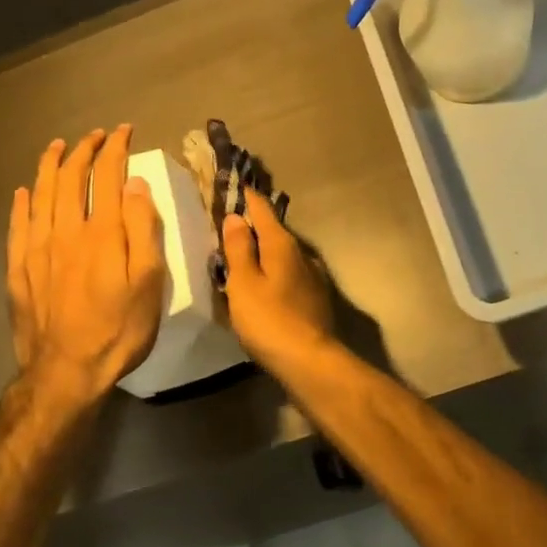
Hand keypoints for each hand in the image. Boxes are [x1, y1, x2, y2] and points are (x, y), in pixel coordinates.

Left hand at [7, 125, 164, 407]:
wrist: (66, 372)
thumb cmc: (119, 328)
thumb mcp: (149, 281)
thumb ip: (142, 229)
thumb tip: (134, 184)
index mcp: (101, 232)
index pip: (107, 176)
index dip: (115, 149)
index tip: (123, 132)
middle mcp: (65, 231)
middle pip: (70, 179)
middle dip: (83, 151)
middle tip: (95, 136)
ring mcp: (36, 250)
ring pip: (40, 195)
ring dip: (50, 166)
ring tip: (57, 147)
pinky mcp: (18, 270)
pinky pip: (17, 225)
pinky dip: (21, 203)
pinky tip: (24, 192)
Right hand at [221, 193, 334, 370]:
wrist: (310, 361)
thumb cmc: (269, 320)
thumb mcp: (244, 283)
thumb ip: (238, 249)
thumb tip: (236, 216)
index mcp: (282, 245)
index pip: (263, 210)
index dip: (248, 198)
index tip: (237, 185)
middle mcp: (301, 254)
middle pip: (274, 231)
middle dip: (255, 224)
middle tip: (232, 221)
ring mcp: (312, 277)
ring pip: (283, 254)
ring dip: (265, 250)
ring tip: (244, 252)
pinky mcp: (315, 298)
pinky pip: (289, 274)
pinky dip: (274, 271)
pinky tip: (265, 283)